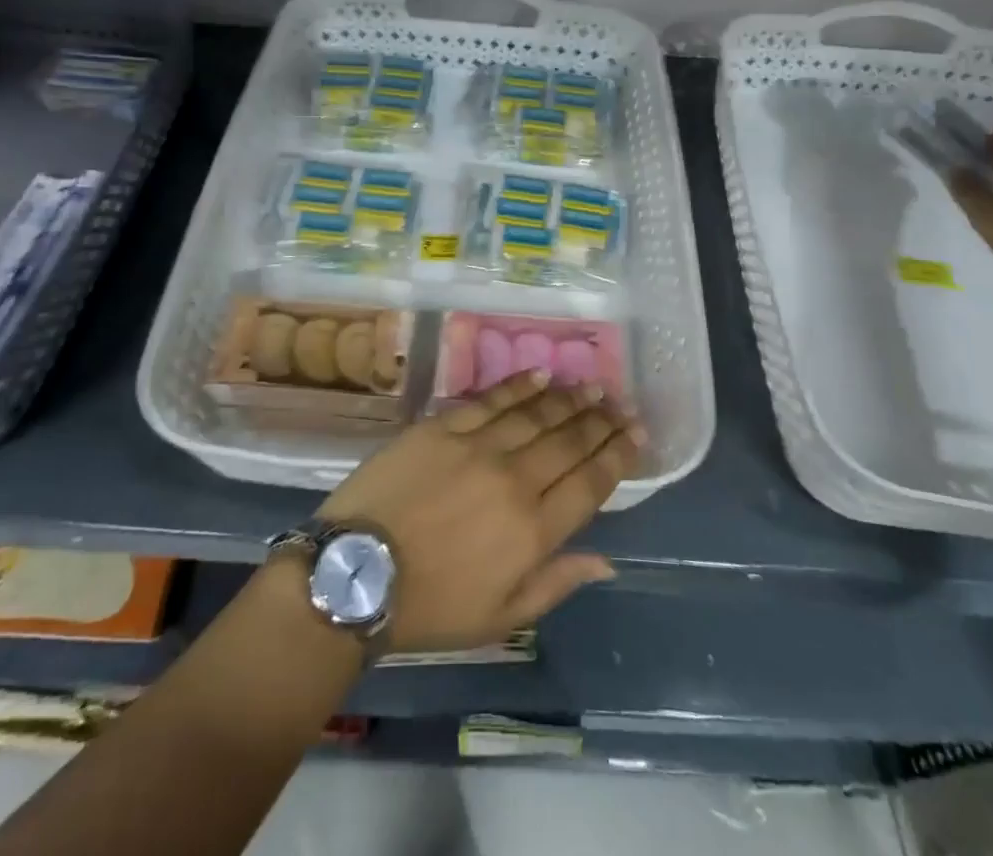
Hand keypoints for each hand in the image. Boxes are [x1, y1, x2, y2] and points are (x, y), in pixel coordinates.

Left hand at [316, 371, 642, 650]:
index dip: (618, 455)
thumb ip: (556, 582)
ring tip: (592, 386)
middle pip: (569, 441)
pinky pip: (491, 399)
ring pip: (537, 414)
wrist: (356, 573)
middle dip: (601, 421)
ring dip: (570, 398)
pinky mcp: (443, 426)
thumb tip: (606, 561)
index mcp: (533, 531)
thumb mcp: (499, 617)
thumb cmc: (430, 607)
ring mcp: (478, 447)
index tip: (637, 434)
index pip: (590, 483)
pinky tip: (542, 375)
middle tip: (621, 404)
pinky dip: (520, 385)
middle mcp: (515, 480)